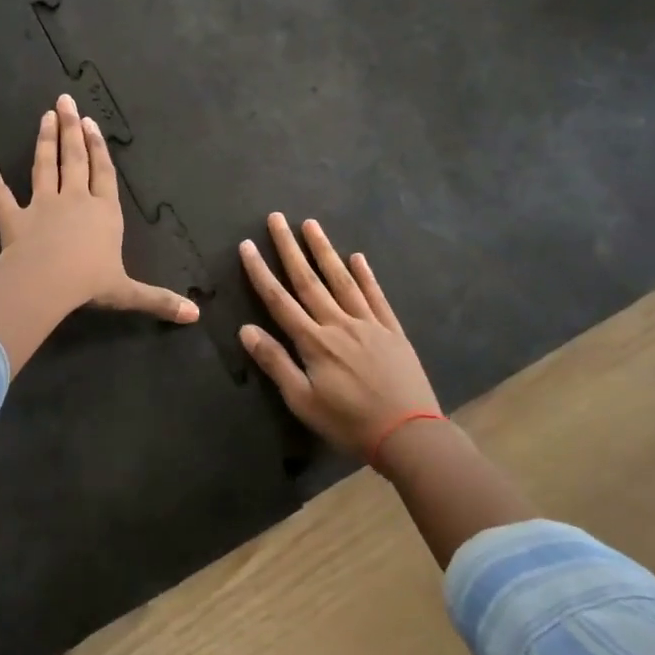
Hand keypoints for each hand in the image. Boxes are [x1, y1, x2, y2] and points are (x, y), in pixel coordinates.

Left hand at [0, 93, 198, 323]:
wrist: (46, 283)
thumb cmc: (89, 283)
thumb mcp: (128, 293)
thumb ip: (159, 299)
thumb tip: (195, 316)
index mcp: (104, 212)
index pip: (103, 173)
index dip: (99, 148)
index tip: (92, 122)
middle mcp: (74, 200)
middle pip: (74, 158)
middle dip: (71, 129)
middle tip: (65, 100)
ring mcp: (42, 205)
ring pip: (43, 166)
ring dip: (44, 140)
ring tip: (44, 116)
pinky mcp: (13, 217)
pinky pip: (0, 194)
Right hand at [238, 213, 440, 455]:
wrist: (409, 435)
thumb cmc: (349, 423)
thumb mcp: (303, 401)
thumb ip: (276, 363)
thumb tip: (246, 329)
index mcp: (314, 342)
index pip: (279, 300)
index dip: (260, 272)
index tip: (246, 245)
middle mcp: (338, 323)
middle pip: (308, 280)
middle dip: (289, 248)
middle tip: (276, 218)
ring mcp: (368, 324)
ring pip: (341, 280)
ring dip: (324, 251)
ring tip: (311, 225)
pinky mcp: (392, 331)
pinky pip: (376, 296)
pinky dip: (366, 276)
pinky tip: (358, 258)